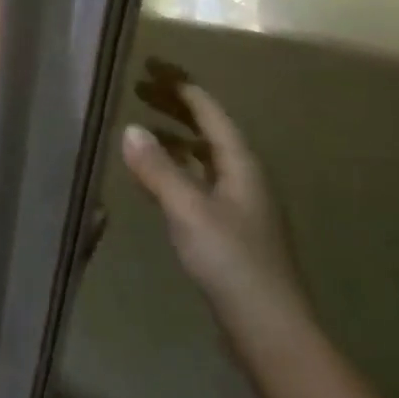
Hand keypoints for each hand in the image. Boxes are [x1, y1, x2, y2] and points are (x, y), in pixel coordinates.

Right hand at [120, 83, 312, 362]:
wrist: (268, 328)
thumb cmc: (231, 262)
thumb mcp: (189, 211)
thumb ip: (159, 170)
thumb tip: (130, 129)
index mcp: (241, 167)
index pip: (211, 115)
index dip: (183, 90)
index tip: (154, 69)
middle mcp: (243, 180)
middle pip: (209, 133)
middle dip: (177, 110)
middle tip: (141, 90)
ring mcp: (238, 207)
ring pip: (203, 159)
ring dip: (175, 140)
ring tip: (144, 129)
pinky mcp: (228, 232)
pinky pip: (197, 184)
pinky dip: (175, 170)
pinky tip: (156, 180)